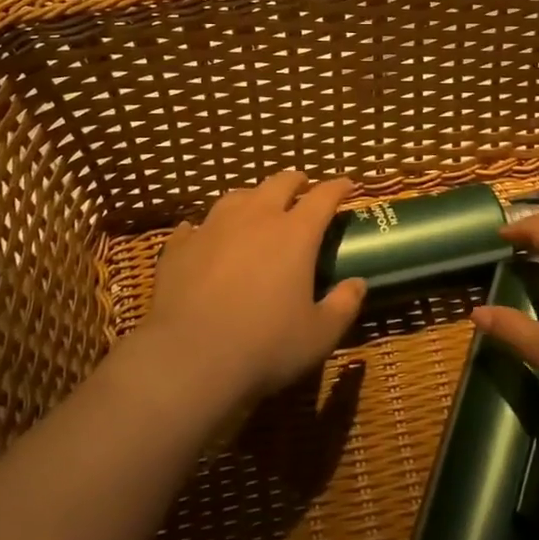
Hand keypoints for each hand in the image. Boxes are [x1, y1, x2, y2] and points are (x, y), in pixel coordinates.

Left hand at [138, 170, 365, 409]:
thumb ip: (343, 306)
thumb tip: (358, 283)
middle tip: (302, 184)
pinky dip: (204, 228)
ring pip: (236, 197)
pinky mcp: (180, 247)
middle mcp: (255, 218)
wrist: (189, 359)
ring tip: (255, 205)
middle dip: (294, 181)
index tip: (347, 184)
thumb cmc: (265, 346)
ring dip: (252, 197)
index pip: (323, 197)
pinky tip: (200, 234)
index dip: (337, 187)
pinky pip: (194, 227)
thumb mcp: (318, 335)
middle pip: (278, 184)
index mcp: (294, 234)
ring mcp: (212, 228)